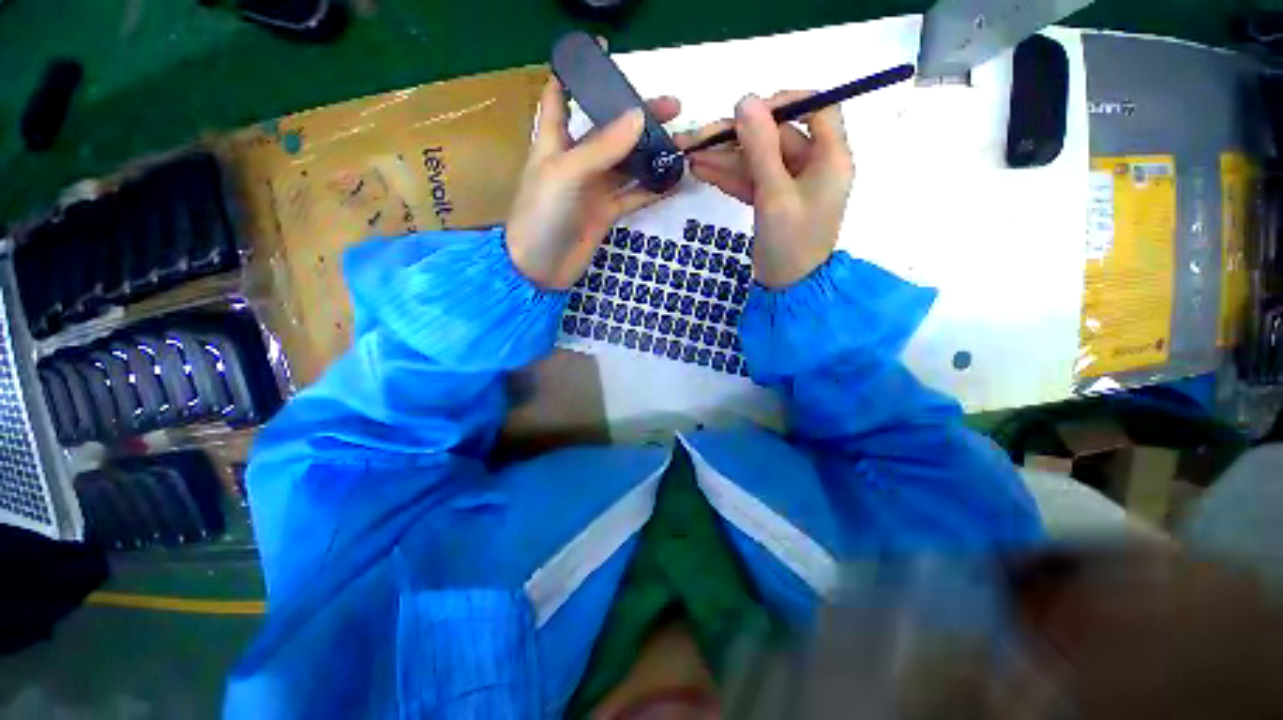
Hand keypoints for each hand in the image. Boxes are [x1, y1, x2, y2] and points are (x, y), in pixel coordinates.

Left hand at [506, 77, 680, 288]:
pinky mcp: (606, 212)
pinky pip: (633, 195)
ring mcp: (594, 188)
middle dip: (636, 116)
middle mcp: (577, 161)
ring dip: (651, 154)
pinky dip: (653, 188)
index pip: (561, 96)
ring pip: (627, 163)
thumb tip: (638, 118)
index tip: (605, 55)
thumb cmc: (542, 214)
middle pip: (609, 130)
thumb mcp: (567, 173)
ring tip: (681, 143)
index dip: (577, 73)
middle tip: (673, 108)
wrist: (540, 268)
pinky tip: (674, 181)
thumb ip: (602, 147)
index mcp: (555, 141)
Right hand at [676, 92, 853, 288]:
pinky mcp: (773, 201)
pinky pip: (752, 180)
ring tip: (688, 155)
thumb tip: (745, 100)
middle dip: (735, 138)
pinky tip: (702, 171)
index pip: (816, 108)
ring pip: (758, 160)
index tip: (749, 112)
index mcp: (830, 157)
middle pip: (775, 137)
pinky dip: (729, 176)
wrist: (787, 289)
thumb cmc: (790, 244)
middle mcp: (814, 165)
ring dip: (725, 158)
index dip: (783, 103)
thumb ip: (760, 148)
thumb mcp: (774, 195)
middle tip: (696, 138)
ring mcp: (791, 185)